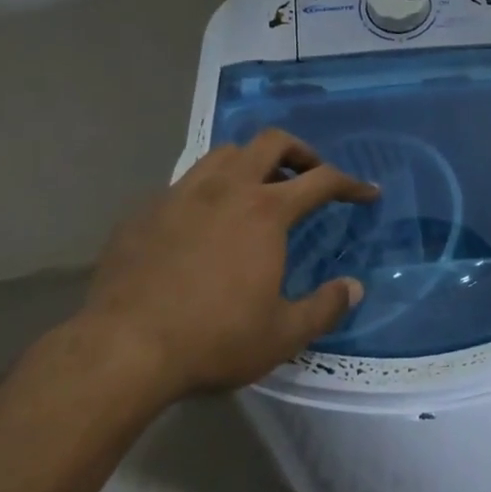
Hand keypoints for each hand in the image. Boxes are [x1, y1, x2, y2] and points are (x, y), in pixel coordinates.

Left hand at [78, 129, 376, 396]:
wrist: (123, 348)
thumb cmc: (213, 339)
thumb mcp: (282, 335)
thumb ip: (325, 307)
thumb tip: (354, 287)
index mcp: (265, 211)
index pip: (322, 180)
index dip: (350, 184)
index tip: (367, 193)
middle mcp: (226, 188)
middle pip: (271, 142)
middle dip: (300, 151)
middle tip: (310, 174)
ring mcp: (181, 194)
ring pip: (224, 153)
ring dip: (251, 162)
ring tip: (257, 189)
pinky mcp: (145, 210)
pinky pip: (185, 183)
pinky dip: (208, 190)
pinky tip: (203, 222)